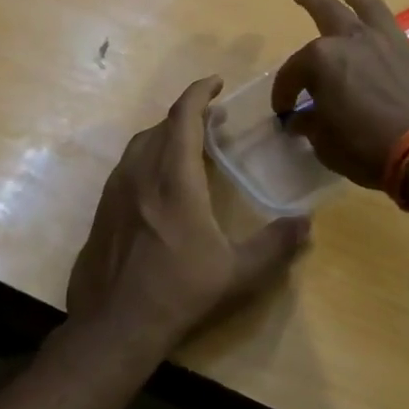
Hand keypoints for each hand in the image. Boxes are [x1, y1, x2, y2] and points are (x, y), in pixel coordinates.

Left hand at [65, 77, 309, 360]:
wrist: (114, 325)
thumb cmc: (179, 293)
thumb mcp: (237, 273)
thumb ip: (275, 245)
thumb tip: (306, 223)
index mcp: (174, 180)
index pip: (183, 118)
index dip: (199, 93)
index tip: (216, 82)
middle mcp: (141, 174)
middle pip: (161, 127)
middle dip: (187, 115)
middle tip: (213, 120)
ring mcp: (116, 191)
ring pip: (140, 145)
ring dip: (165, 135)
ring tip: (188, 146)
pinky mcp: (102, 210)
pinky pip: (127, 167)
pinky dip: (148, 157)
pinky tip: (159, 182)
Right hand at [270, 0, 408, 189]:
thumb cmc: (367, 147)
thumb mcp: (326, 143)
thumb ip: (310, 125)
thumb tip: (300, 119)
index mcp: (320, 60)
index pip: (291, 73)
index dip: (284, 93)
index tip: (284, 112)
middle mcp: (350, 40)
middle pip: (324, 10)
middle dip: (307, 0)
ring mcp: (384, 41)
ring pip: (365, 6)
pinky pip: (389, 23)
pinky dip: (377, 18)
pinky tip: (375, 27)